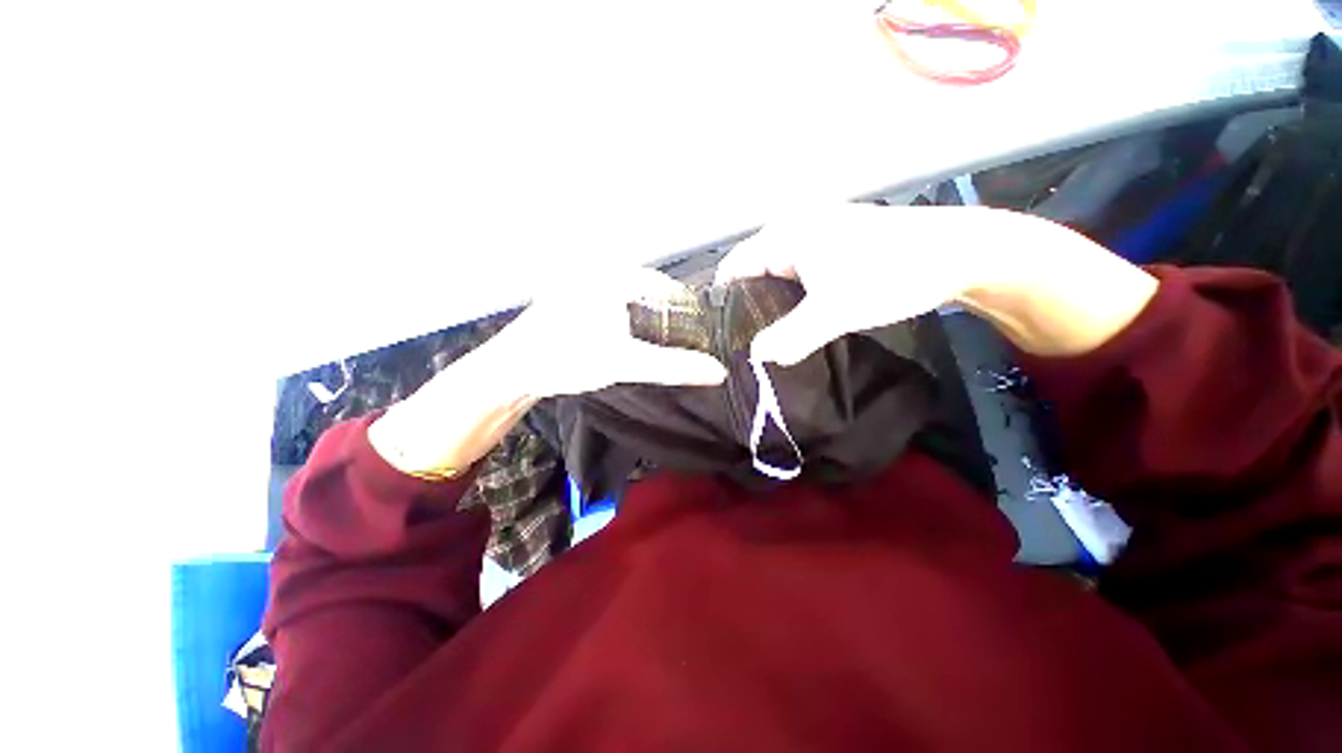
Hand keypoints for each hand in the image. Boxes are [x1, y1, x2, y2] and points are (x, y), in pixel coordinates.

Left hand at [503, 267, 726, 397]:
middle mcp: (597, 274)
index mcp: (611, 276)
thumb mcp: (625, 361)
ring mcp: (582, 288)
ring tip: (664, 344)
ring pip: (629, 301)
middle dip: (667, 316)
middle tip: (686, 340)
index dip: (683, 307)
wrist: (512, 372)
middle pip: (647, 292)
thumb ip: (673, 365)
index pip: (661, 284)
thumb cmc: (567, 358)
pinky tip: (633, 342)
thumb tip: (717, 372)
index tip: (699, 330)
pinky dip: (628, 324)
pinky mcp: (573, 305)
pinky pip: (613, 308)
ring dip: (648, 321)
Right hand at [715, 204, 1157, 361]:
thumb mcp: (836, 311)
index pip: (733, 268)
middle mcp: (792, 229)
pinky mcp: (832, 247)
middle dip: (748, 308)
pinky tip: (795, 321)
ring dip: (771, 306)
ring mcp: (814, 235)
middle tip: (744, 344)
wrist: (960, 253)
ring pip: (775, 276)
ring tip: (766, 338)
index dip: (724, 302)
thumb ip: (790, 337)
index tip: (723, 336)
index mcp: (784, 234)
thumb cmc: (892, 274)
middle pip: (752, 273)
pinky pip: (796, 275)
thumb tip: (756, 359)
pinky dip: (791, 298)